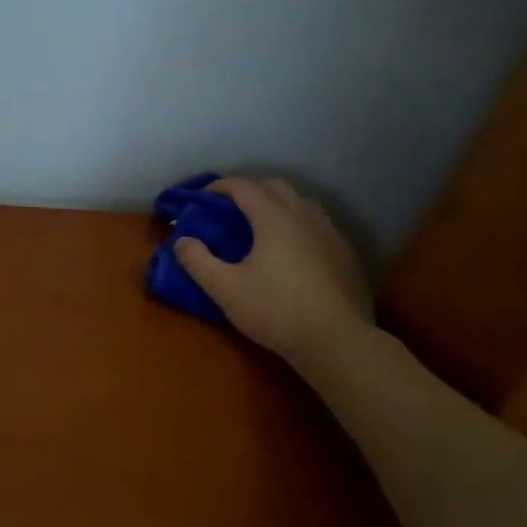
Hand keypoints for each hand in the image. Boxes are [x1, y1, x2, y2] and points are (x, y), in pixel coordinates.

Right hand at [175, 176, 373, 364]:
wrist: (336, 340)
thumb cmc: (276, 310)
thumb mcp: (225, 289)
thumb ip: (198, 262)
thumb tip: (181, 241)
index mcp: (273, 218)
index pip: (243, 187)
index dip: (220, 186)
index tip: (204, 196)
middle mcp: (303, 215)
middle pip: (275, 187)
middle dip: (251, 190)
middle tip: (232, 209)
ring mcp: (329, 232)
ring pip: (301, 203)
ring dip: (278, 205)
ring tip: (262, 226)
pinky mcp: (345, 252)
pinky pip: (318, 225)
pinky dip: (298, 225)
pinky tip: (294, 250)